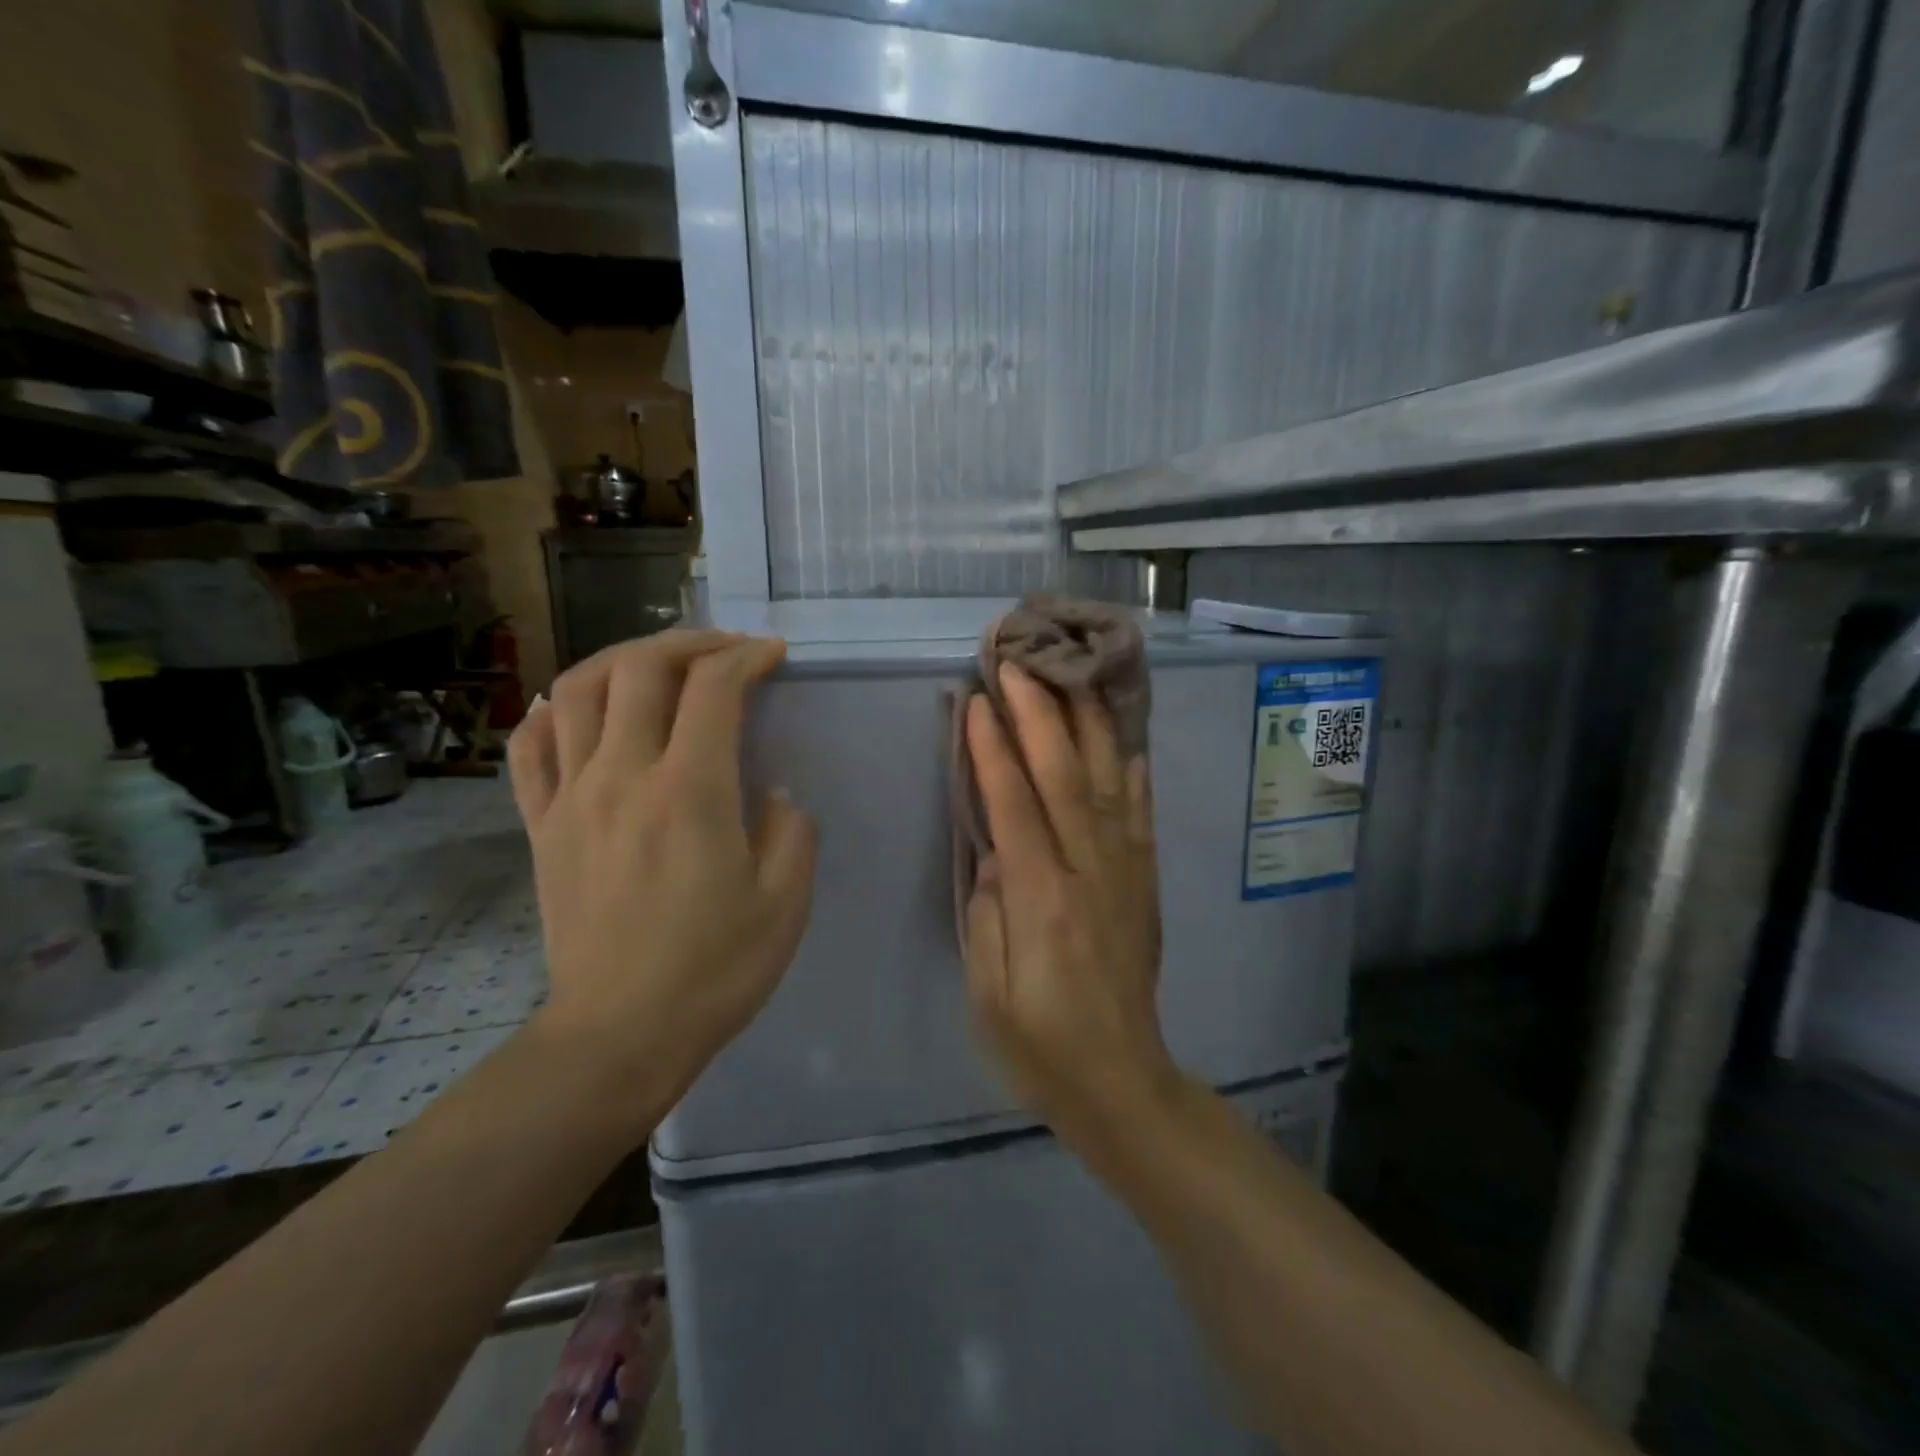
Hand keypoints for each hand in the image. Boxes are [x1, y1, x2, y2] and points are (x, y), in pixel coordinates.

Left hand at [507, 631, 816, 1125]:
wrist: (619, 1035)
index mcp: (689, 792)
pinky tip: (576, 710)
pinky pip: (530, 748)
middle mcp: (622, 777)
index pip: (712, 688)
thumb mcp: (785, 902)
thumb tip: (772, 792)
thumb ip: (791, 830)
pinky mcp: (541, 827)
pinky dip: (551, 711)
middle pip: (639, 669)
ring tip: (656, 666)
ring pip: (575, 691)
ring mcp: (571, 799)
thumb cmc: (714, 970)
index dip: (746, 656)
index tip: (772, 655)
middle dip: (688, 642)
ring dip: (621, 660)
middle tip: (723, 650)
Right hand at [963, 664, 1176, 1140]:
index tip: (977, 701)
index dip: (993, 750)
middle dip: (1040, 715)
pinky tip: (1127, 739)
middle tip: (1019, 663)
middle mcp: (1090, 874)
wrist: (1121, 1081)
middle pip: (1066, 778)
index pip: (1015, 806)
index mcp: (1043, 901)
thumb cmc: (1038, 1043)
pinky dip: (1136, 772)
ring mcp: (1126, 874)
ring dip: (1090, 725)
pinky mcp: (1146, 883)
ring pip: (1111, 783)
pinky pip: (1143, 816)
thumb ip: (989, 911)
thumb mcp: (988, 991)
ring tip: (1074, 675)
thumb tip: (996, 848)